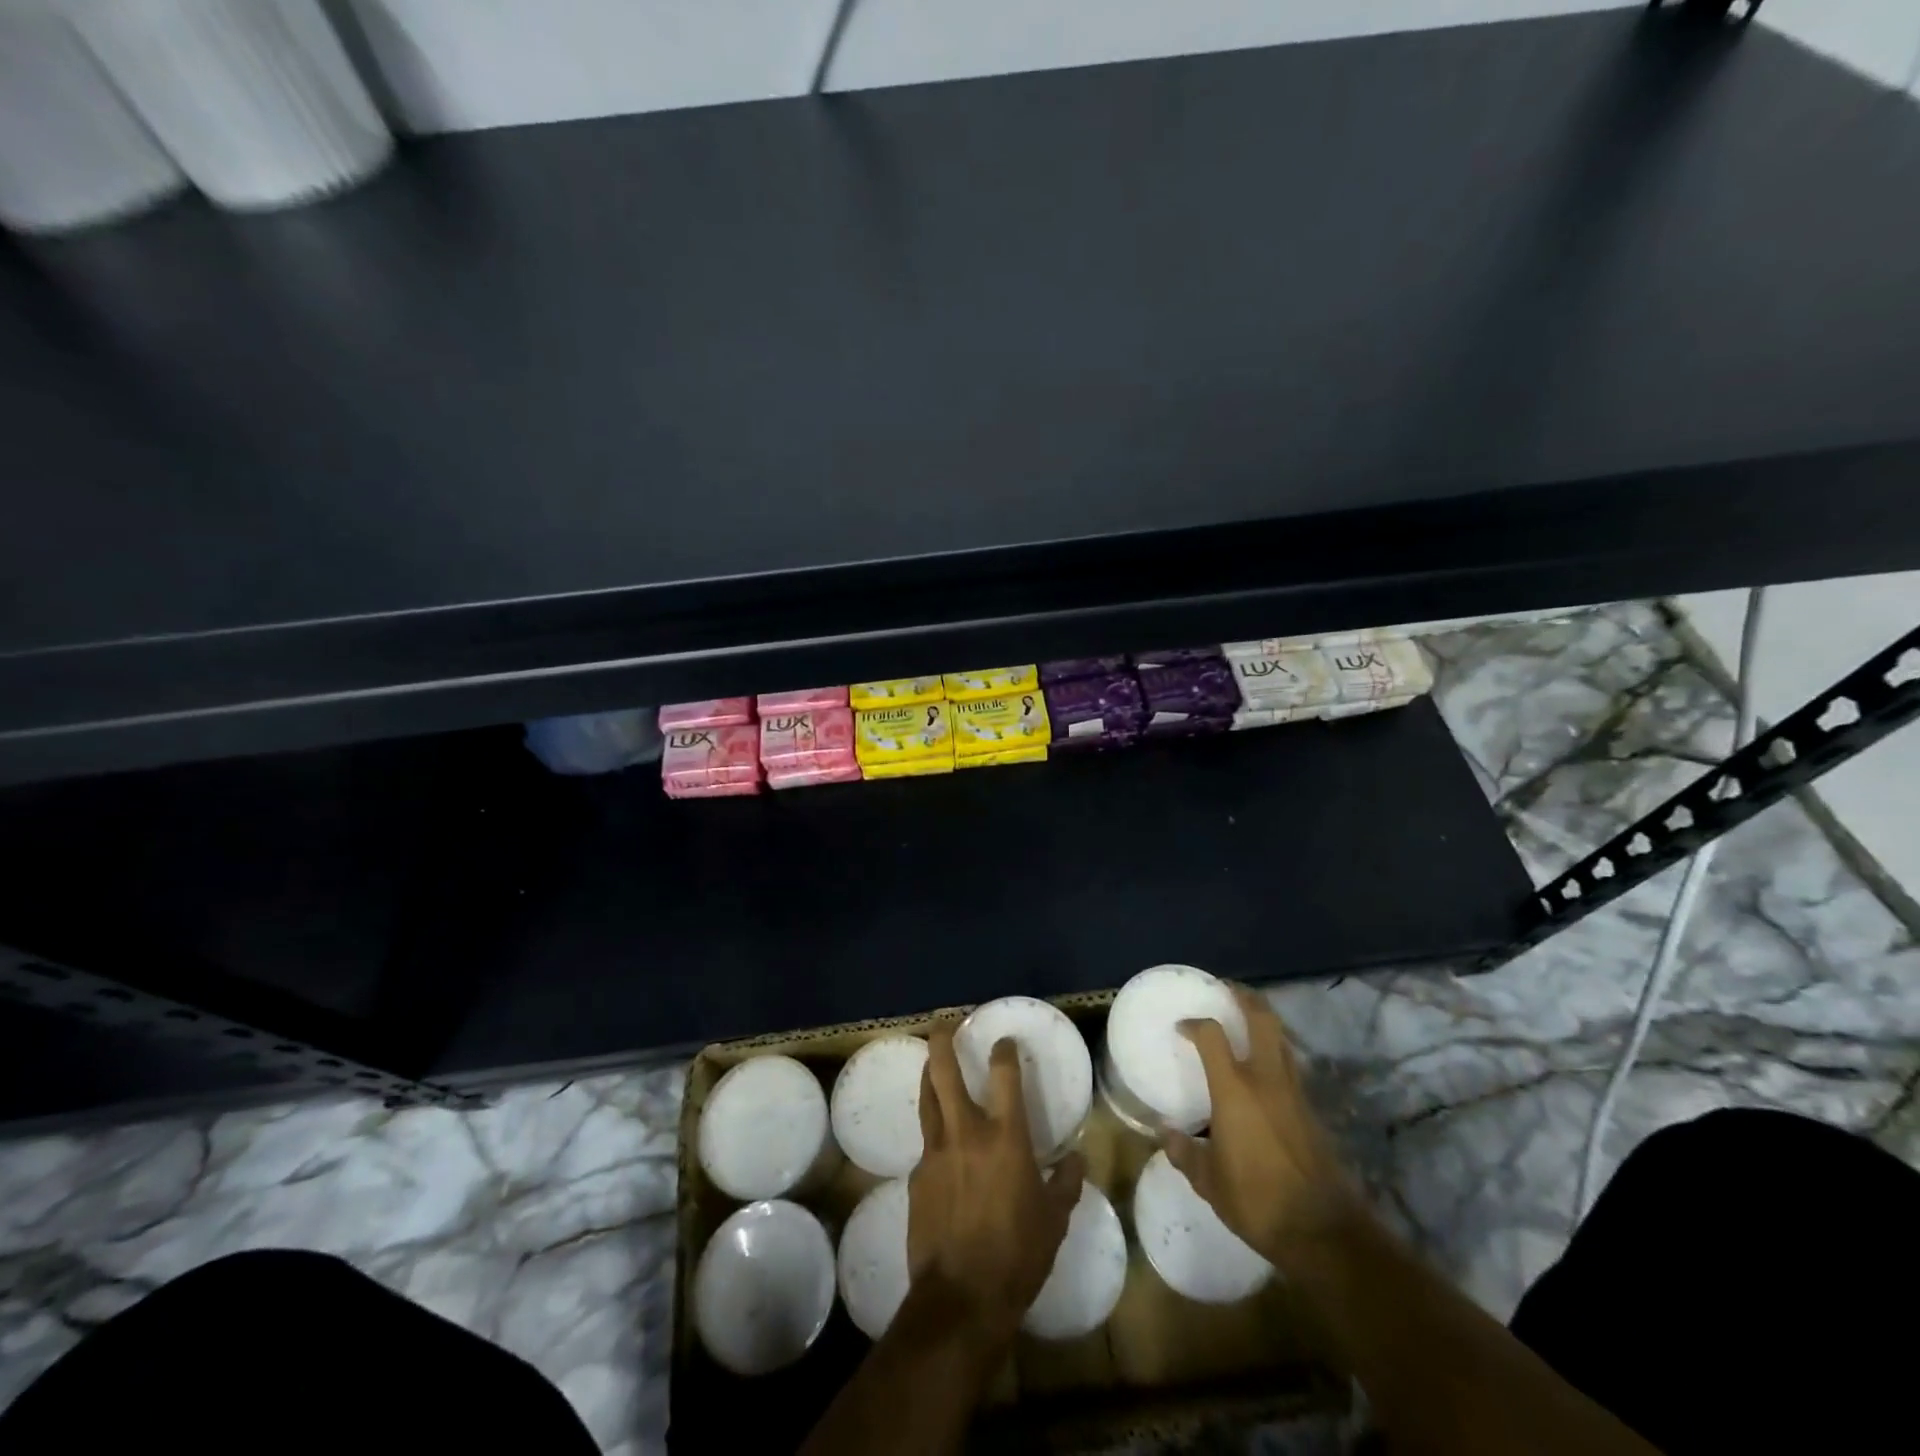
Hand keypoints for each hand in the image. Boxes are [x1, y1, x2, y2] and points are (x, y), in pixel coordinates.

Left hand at [907, 1025, 1085, 1342]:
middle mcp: (966, 1133)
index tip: (1004, 1041)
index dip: (1004, 1051)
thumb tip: (1076, 1160)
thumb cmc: (1018, 1256)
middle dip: (943, 1041)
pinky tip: (942, 1147)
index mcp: (1006, 1139)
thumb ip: (1066, 1184)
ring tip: (932, 1062)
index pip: (1004, 1076)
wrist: (961, 1299)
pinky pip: (926, 1143)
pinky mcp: (917, 1177)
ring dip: (929, 1074)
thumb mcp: (1054, 1221)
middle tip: (944, 1023)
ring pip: (927, 1098)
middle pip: (945, 1072)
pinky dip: (934, 1133)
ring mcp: (936, 1153)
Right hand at [1166, 987, 1361, 1265]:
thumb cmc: (1257, 1201)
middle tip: (1227, 989)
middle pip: (1261, 1019)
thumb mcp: (1209, 1182)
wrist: (1324, 1231)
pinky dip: (1276, 1053)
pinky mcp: (1312, 1110)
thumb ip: (1186, 1154)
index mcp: (1235, 1089)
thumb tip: (1166, 1136)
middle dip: (1244, 997)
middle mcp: (1266, 1079)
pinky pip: (1291, 1066)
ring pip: (1281, 1039)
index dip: (1195, 1024)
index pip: (1212, 1035)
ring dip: (1265, 1022)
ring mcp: (1294, 1092)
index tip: (1182, 1026)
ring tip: (1246, 1021)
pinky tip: (1264, 1069)